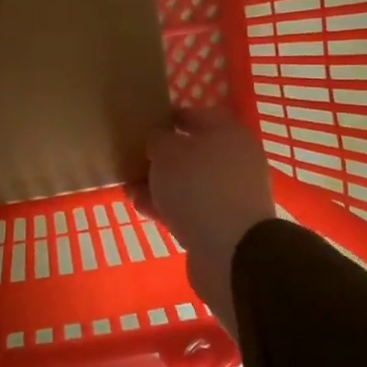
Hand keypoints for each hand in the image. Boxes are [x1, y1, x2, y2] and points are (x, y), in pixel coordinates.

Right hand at [134, 108, 275, 334]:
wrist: (231, 250)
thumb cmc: (198, 186)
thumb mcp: (167, 152)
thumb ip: (159, 140)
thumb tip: (161, 139)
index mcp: (229, 133)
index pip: (198, 115)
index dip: (171, 117)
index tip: (146, 124)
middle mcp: (236, 160)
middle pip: (194, 152)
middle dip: (162, 158)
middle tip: (134, 161)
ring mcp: (232, 194)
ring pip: (190, 182)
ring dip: (161, 185)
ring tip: (130, 188)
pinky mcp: (224, 224)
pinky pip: (191, 207)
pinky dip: (168, 206)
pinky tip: (141, 207)